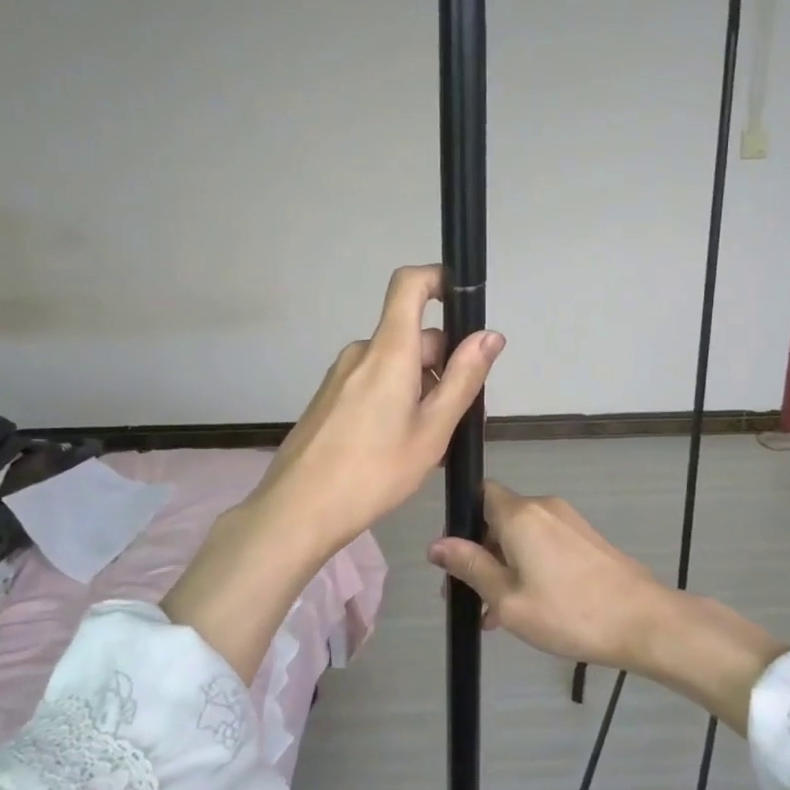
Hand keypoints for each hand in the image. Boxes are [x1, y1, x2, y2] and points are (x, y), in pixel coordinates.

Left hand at [254, 265, 504, 553]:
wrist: (299, 510)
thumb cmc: (375, 472)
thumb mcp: (432, 430)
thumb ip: (463, 379)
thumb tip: (490, 336)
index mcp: (388, 351)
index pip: (409, 285)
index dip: (438, 279)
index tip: (464, 303)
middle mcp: (361, 353)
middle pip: (412, 336)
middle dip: (443, 364)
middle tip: (462, 416)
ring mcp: (341, 376)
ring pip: (395, 364)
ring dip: (421, 388)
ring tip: (431, 442)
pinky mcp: (329, 399)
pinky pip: (373, 383)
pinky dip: (396, 400)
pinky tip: (399, 447)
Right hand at [427, 481, 788, 735]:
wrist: (643, 621)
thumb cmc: (568, 613)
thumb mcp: (508, 599)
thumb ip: (470, 567)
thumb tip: (436, 544)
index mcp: (520, 514)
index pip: (479, 494)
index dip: (461, 523)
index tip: (455, 561)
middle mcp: (543, 507)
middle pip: (499, 518)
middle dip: (481, 554)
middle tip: (471, 598)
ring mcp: (569, 522)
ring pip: (522, 536)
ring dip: (504, 567)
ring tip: (496, 616)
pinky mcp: (586, 539)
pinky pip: (544, 545)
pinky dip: (529, 567)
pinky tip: (528, 608)